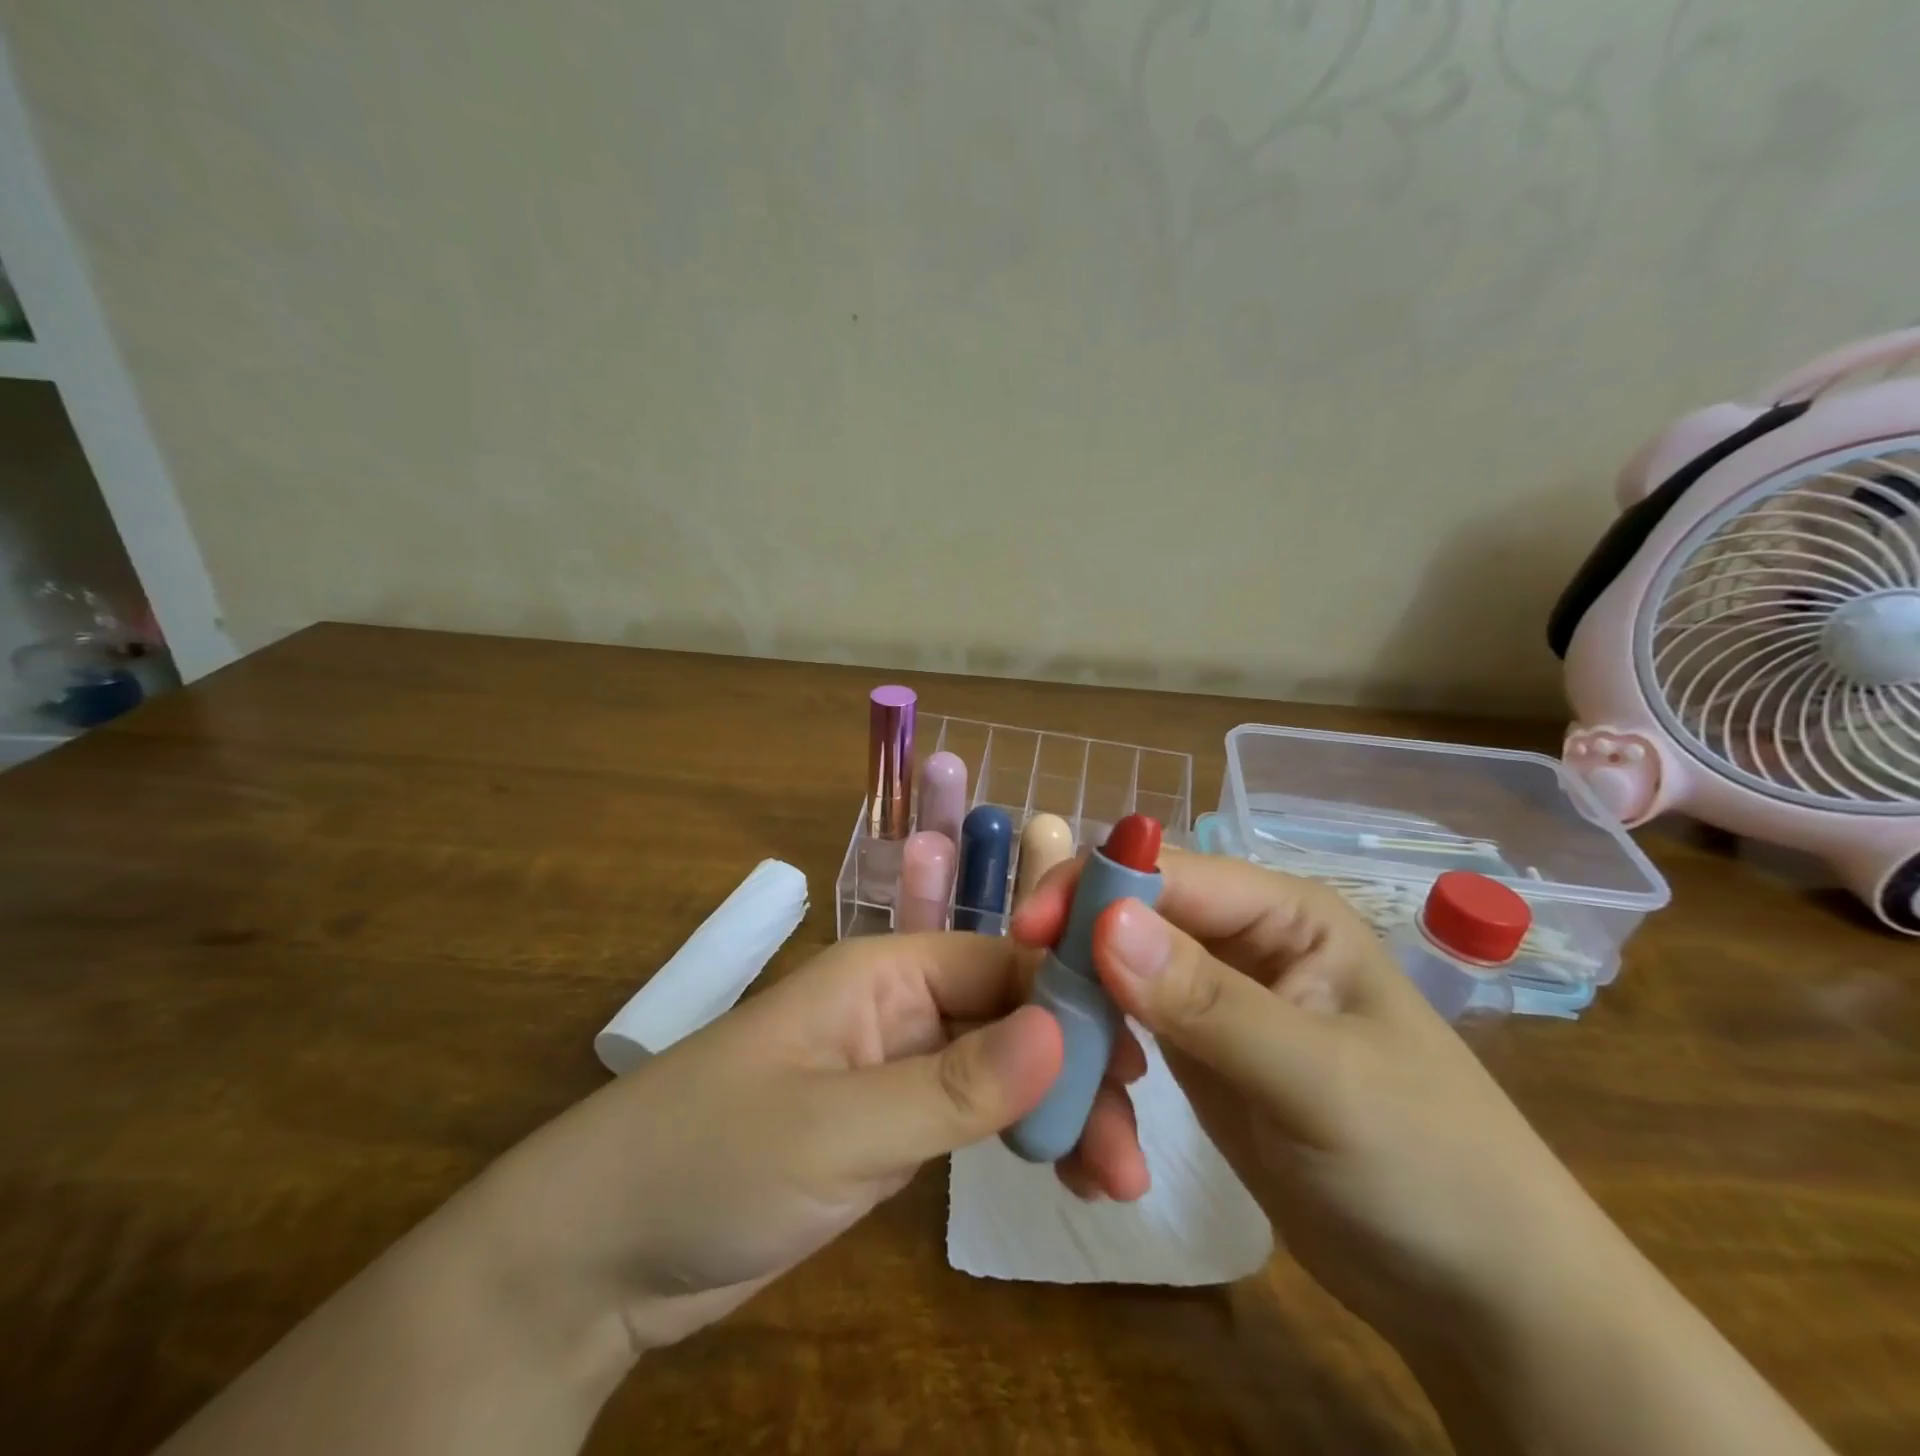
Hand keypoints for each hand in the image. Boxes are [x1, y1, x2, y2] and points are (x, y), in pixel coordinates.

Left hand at [461, 930, 1148, 1361]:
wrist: (600, 1251)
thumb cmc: (711, 1160)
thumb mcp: (840, 1126)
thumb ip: (955, 1083)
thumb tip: (1069, 1028)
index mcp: (884, 970)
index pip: (1002, 962)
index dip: (1072, 999)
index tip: (1140, 1060)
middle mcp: (898, 1004)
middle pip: (1010, 1015)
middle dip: (1074, 1068)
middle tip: (1132, 1148)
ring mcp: (894, 1066)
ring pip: (1000, 1067)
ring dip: (1057, 1110)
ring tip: (1117, 1180)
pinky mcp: (888, 1125)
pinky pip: (972, 1114)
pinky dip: (1020, 1137)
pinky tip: (1065, 1173)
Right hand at [1011, 849, 1603, 1346]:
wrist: (1480, 1296)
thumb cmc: (1431, 1168)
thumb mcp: (1318, 1082)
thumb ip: (1209, 1001)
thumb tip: (1103, 919)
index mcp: (1279, 912)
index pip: (1163, 871)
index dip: (1092, 890)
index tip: (1028, 938)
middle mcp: (1237, 941)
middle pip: (1122, 925)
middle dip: (1076, 981)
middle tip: (1038, 1047)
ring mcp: (1210, 1000)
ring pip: (1110, 986)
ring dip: (1083, 1045)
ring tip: (1089, 1136)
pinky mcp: (1193, 1055)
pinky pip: (1119, 1040)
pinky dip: (1097, 1080)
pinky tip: (1100, 1144)